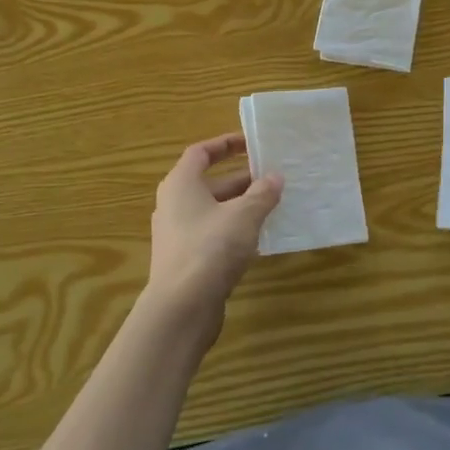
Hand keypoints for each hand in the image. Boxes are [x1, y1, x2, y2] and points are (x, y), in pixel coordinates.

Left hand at [145, 133, 283, 337]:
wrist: (181, 307)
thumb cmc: (210, 248)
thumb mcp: (243, 216)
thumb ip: (261, 194)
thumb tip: (275, 178)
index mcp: (180, 184)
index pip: (200, 153)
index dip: (225, 144)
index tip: (250, 142)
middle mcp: (174, 204)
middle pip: (209, 183)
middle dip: (241, 179)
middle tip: (272, 177)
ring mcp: (177, 234)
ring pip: (213, 211)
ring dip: (240, 206)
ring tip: (272, 205)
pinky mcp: (186, 260)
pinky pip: (212, 235)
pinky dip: (234, 230)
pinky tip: (258, 239)